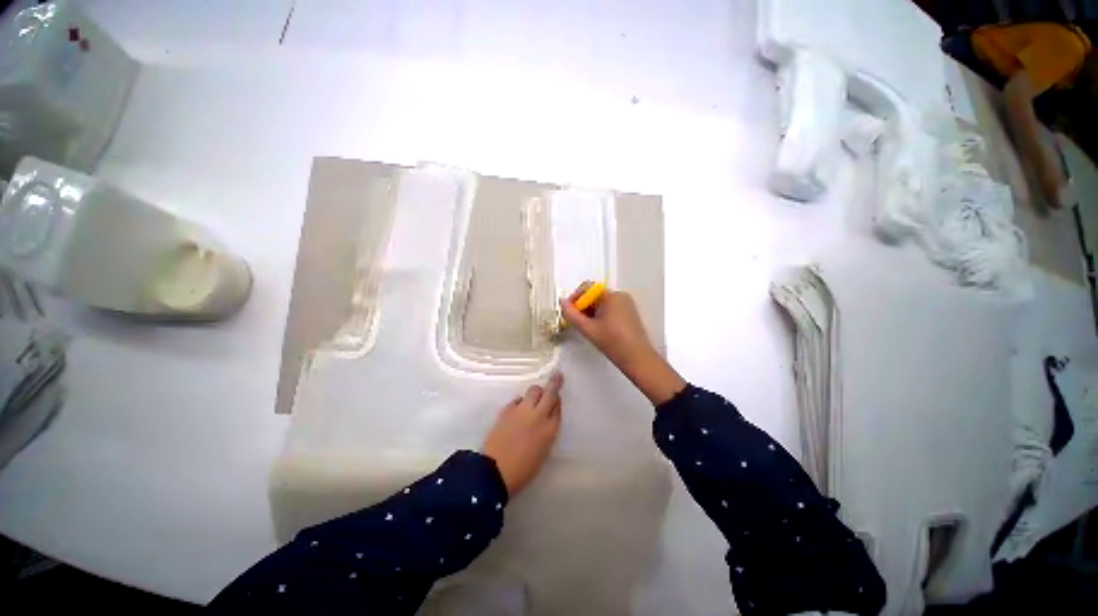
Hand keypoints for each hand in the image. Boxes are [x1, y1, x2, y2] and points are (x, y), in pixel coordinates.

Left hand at [482, 372, 562, 495]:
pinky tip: (519, 408)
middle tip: (558, 375)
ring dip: (537, 392)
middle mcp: (538, 415)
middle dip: (555, 383)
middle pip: (549, 393)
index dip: (558, 400)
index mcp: (550, 429)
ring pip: (534, 390)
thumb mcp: (543, 452)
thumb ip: (547, 431)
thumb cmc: (523, 470)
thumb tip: (546, 419)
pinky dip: (521, 401)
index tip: (557, 397)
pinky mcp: (507, 410)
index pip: (558, 406)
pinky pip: (518, 399)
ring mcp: (522, 410)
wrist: (495, 471)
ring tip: (535, 397)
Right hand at [559, 285, 685, 404]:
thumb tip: (562, 303)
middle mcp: (620, 295)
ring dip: (590, 312)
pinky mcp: (629, 313)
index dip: (574, 298)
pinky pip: (610, 308)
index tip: (568, 311)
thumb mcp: (587, 328)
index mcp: (611, 296)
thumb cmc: (613, 342)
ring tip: (586, 327)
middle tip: (575, 321)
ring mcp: (626, 304)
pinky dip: (600, 315)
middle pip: (594, 295)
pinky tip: (597, 329)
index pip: (587, 288)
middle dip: (582, 306)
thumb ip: (571, 314)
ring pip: (601, 302)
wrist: (636, 358)